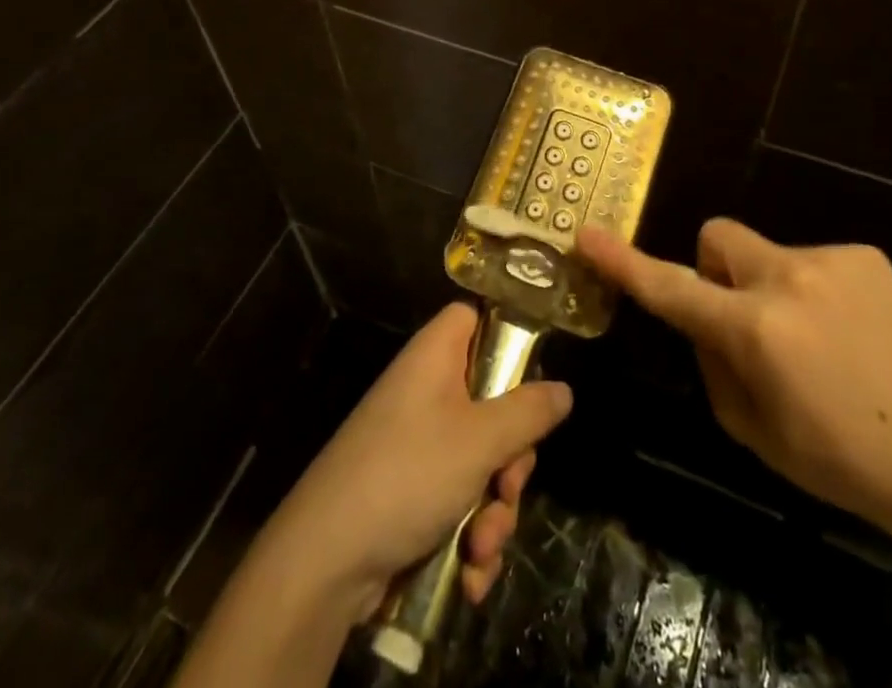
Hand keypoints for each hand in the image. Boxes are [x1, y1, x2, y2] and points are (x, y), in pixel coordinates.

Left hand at [260, 303, 573, 623]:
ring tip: (481, 546)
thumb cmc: (408, 474)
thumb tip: (564, 389)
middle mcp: (426, 392)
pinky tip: (470, 572)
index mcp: (435, 357)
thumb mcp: (480, 440)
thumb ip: (528, 412)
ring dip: (493, 510)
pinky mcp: (412, 492)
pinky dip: (470, 536)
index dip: (503, 335)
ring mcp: (418, 444)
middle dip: (511, 458)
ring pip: (482, 461)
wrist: (327, 560)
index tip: (531, 375)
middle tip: (508, 484)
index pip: (472, 317)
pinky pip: (460, 500)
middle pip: (491, 401)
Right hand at [578, 219, 891, 528]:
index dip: (624, 263)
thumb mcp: (752, 429)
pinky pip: (811, 261)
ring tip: (817, 341)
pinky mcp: (864, 256)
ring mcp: (829, 261)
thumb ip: (711, 363)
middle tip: (746, 319)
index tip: (587, 235)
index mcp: (756, 331)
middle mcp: (787, 280)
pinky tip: (850, 333)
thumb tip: (702, 320)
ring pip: (767, 253)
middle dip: (716, 270)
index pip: (672, 289)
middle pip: (718, 237)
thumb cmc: (839, 459)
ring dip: (772, 288)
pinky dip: (814, 290)